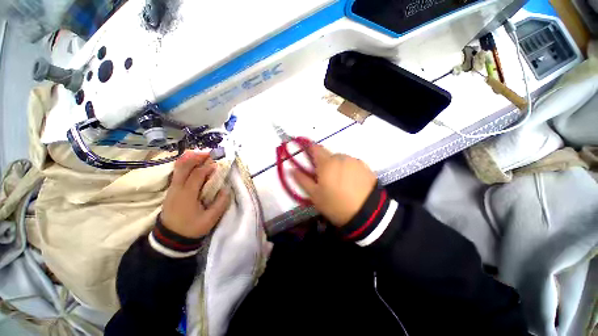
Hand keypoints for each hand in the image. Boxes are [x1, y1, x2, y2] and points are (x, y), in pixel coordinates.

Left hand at [161, 151, 231, 238]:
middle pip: (183, 166)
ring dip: (190, 159)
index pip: (197, 174)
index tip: (218, 164)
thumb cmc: (191, 228)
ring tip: (202, 155)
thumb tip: (226, 189)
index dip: (208, 167)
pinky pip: (177, 173)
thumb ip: (220, 203)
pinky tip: (194, 165)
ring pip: (178, 168)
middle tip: (208, 153)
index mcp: (187, 195)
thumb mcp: (210, 219)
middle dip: (196, 157)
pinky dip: (186, 165)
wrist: (170, 239)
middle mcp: (177, 188)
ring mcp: (172, 189)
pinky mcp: (171, 191)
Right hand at [292, 145, 376, 226]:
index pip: (315, 148)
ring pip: (341, 160)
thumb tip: (291, 169)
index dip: (310, 149)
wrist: (367, 213)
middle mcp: (341, 157)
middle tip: (325, 179)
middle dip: (325, 163)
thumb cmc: (336, 204)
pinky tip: (351, 182)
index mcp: (327, 162)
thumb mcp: (315, 195)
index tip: (308, 157)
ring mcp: (355, 161)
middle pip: (329, 155)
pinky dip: (348, 169)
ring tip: (340, 183)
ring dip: (337, 166)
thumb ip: (302, 180)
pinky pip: (352, 164)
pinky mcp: (365, 167)